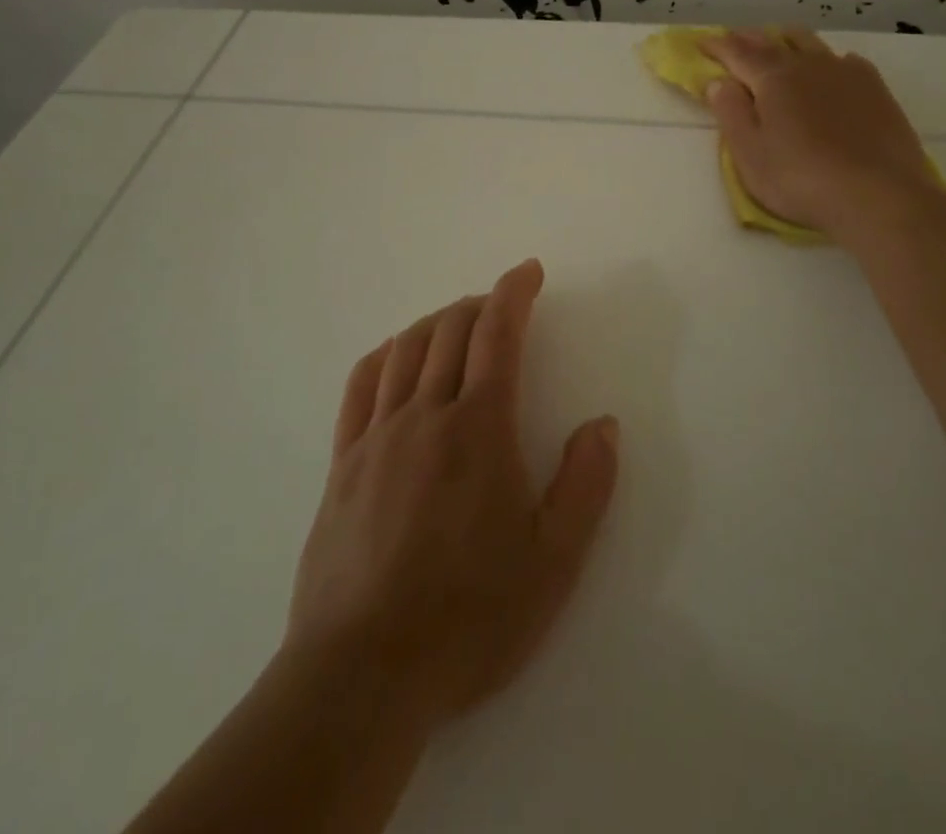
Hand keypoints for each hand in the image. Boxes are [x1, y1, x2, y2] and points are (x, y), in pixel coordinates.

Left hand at [285, 260, 619, 729]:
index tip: (528, 270)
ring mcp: (377, 436)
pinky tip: (394, 358)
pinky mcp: (343, 463)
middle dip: (479, 304)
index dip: (514, 292)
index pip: (497, 334)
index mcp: (479, 428)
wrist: (362, 674)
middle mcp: (425, 414)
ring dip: (435, 321)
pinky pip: (360, 386)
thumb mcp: (552, 563)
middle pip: (450, 331)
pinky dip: (384, 355)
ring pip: (405, 349)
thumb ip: (584, 486)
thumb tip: (602, 424)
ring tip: (456, 323)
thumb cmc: (468, 618)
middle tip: (501, 304)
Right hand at [699, 29, 936, 237]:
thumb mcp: (751, 154)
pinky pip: (844, 60)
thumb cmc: (802, 179)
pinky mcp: (875, 89)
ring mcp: (846, 73)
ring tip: (778, 44)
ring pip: (810, 44)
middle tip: (732, 40)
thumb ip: (731, 113)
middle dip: (748, 39)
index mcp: (773, 78)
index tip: (701, 42)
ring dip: (787, 41)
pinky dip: (826, 60)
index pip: (737, 53)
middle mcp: (808, 65)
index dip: (717, 45)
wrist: (881, 196)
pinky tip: (830, 70)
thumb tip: (719, 82)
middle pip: (773, 42)